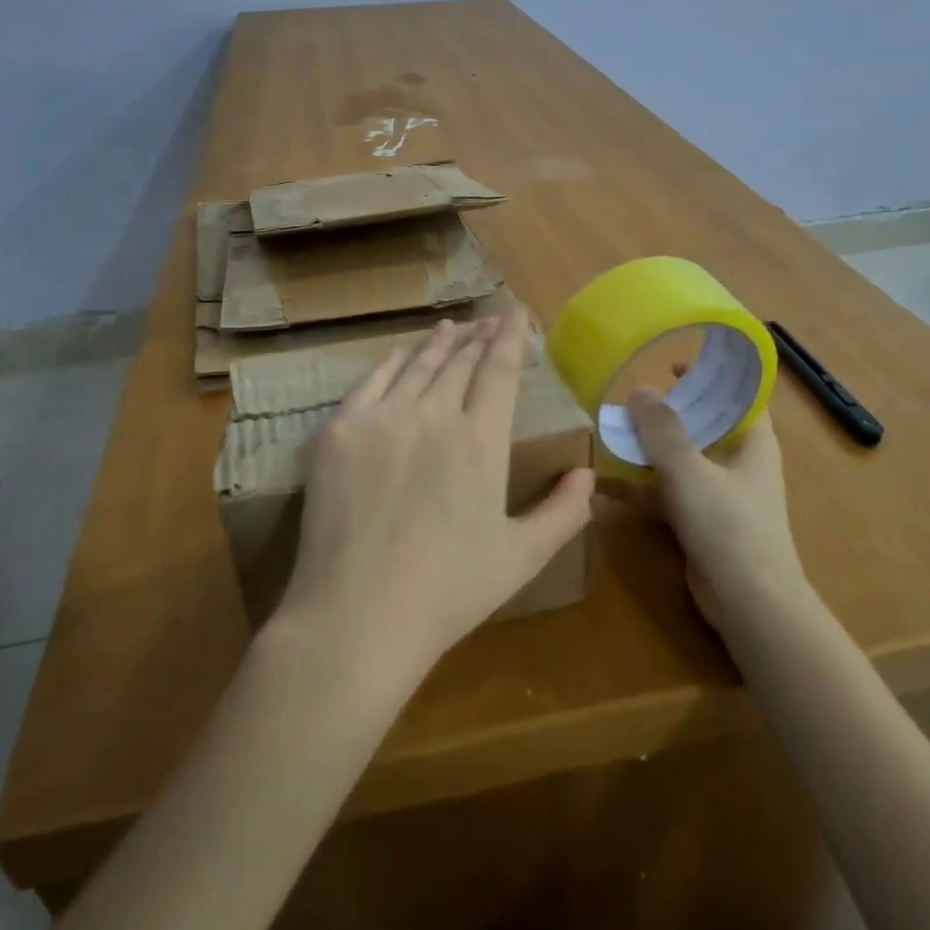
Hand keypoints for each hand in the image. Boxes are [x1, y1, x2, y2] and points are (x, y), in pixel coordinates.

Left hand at [274, 310, 595, 689]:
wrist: (357, 615)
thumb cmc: (447, 592)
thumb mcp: (521, 558)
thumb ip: (562, 513)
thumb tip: (588, 475)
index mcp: (481, 441)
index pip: (500, 371)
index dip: (510, 338)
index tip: (516, 314)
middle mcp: (434, 414)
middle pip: (460, 362)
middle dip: (478, 337)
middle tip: (487, 322)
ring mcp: (382, 418)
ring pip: (418, 365)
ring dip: (439, 343)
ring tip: (451, 328)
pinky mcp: (340, 430)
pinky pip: (372, 380)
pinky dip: (393, 361)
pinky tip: (402, 353)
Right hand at [627, 389, 805, 631]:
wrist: (748, 603)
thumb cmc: (728, 525)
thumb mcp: (688, 470)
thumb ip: (661, 429)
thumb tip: (638, 389)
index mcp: (753, 441)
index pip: (739, 394)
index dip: (712, 374)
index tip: (674, 363)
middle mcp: (740, 462)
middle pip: (705, 424)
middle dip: (670, 411)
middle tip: (632, 398)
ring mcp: (721, 494)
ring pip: (683, 459)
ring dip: (651, 449)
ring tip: (613, 434)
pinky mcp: (703, 522)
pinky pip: (670, 492)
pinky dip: (644, 487)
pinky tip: (608, 486)